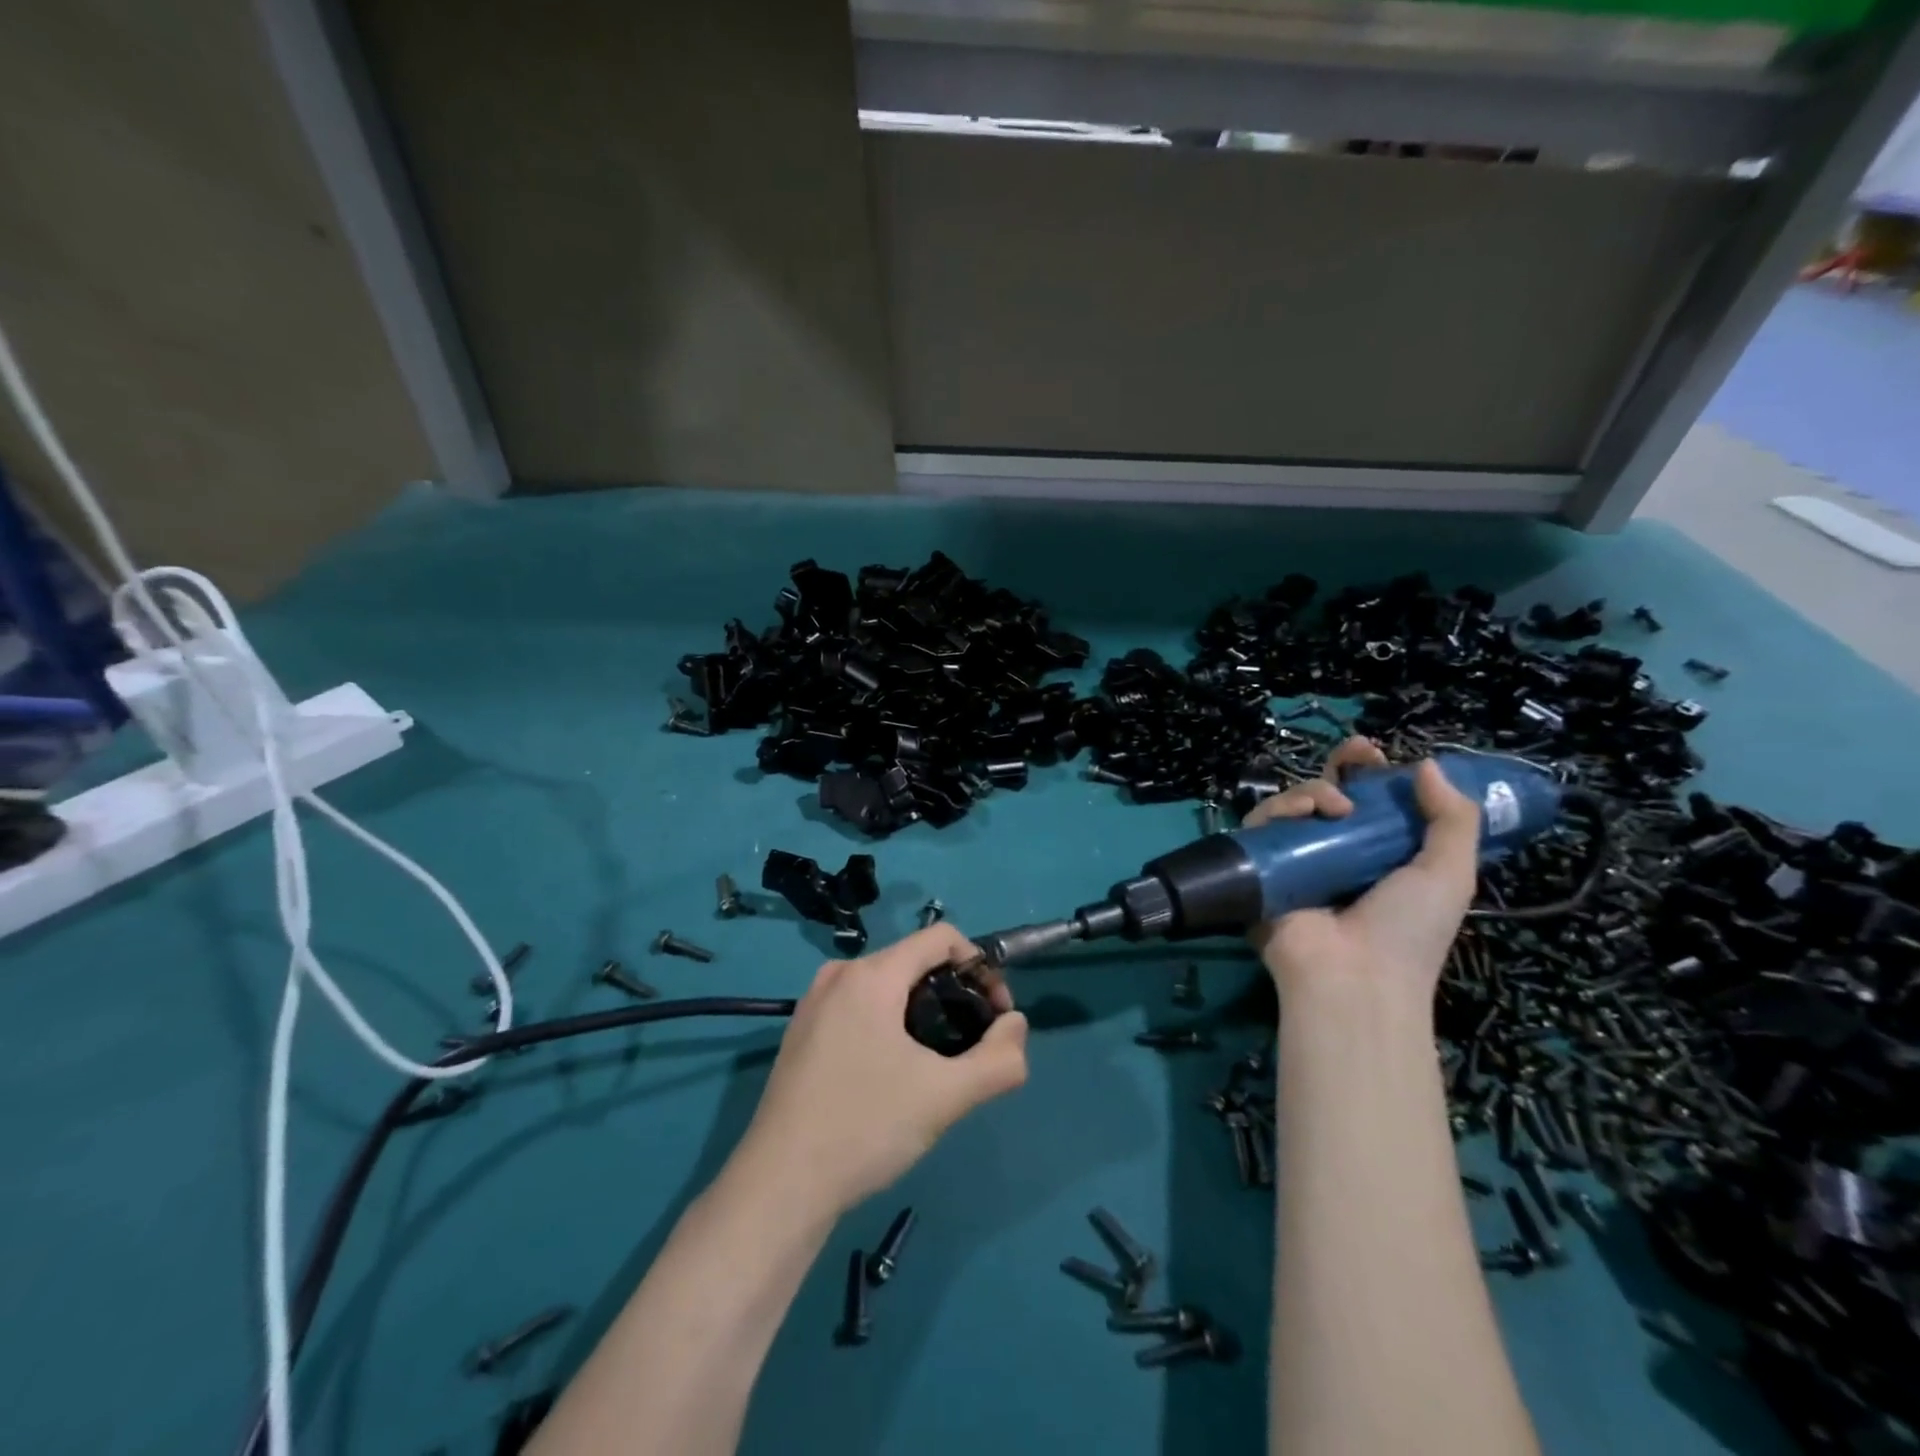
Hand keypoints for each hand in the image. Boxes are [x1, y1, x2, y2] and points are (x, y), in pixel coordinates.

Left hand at [737, 925, 1029, 1214]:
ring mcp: (813, 1002)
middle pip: (914, 961)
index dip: (980, 966)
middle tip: (971, 1043)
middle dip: (953, 992)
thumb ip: (998, 1059)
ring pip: (886, 986)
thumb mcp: (945, 1097)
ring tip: (936, 1062)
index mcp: (871, 975)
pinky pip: (859, 1007)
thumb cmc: (865, 1127)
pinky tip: (892, 1074)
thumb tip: (1016, 1025)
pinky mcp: (800, 1031)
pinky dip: (888, 1023)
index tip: (995, 1012)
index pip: (941, 937)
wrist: (779, 1186)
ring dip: (922, 1010)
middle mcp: (839, 974)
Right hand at [1243, 737, 1480, 1010]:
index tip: (1380, 756)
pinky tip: (1304, 813)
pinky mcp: (1260, 867)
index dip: (1374, 776)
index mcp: (1378, 857)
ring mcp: (1294, 861)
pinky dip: (1280, 809)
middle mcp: (1334, 855)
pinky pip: (1261, 826)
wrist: (1353, 978)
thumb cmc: (1409, 930)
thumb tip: (1427, 765)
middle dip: (1341, 767)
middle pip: (1328, 796)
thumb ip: (1453, 819)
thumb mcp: (1449, 874)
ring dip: (1314, 790)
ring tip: (1336, 804)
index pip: (1371, 805)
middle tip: (1355, 751)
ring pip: (1293, 804)